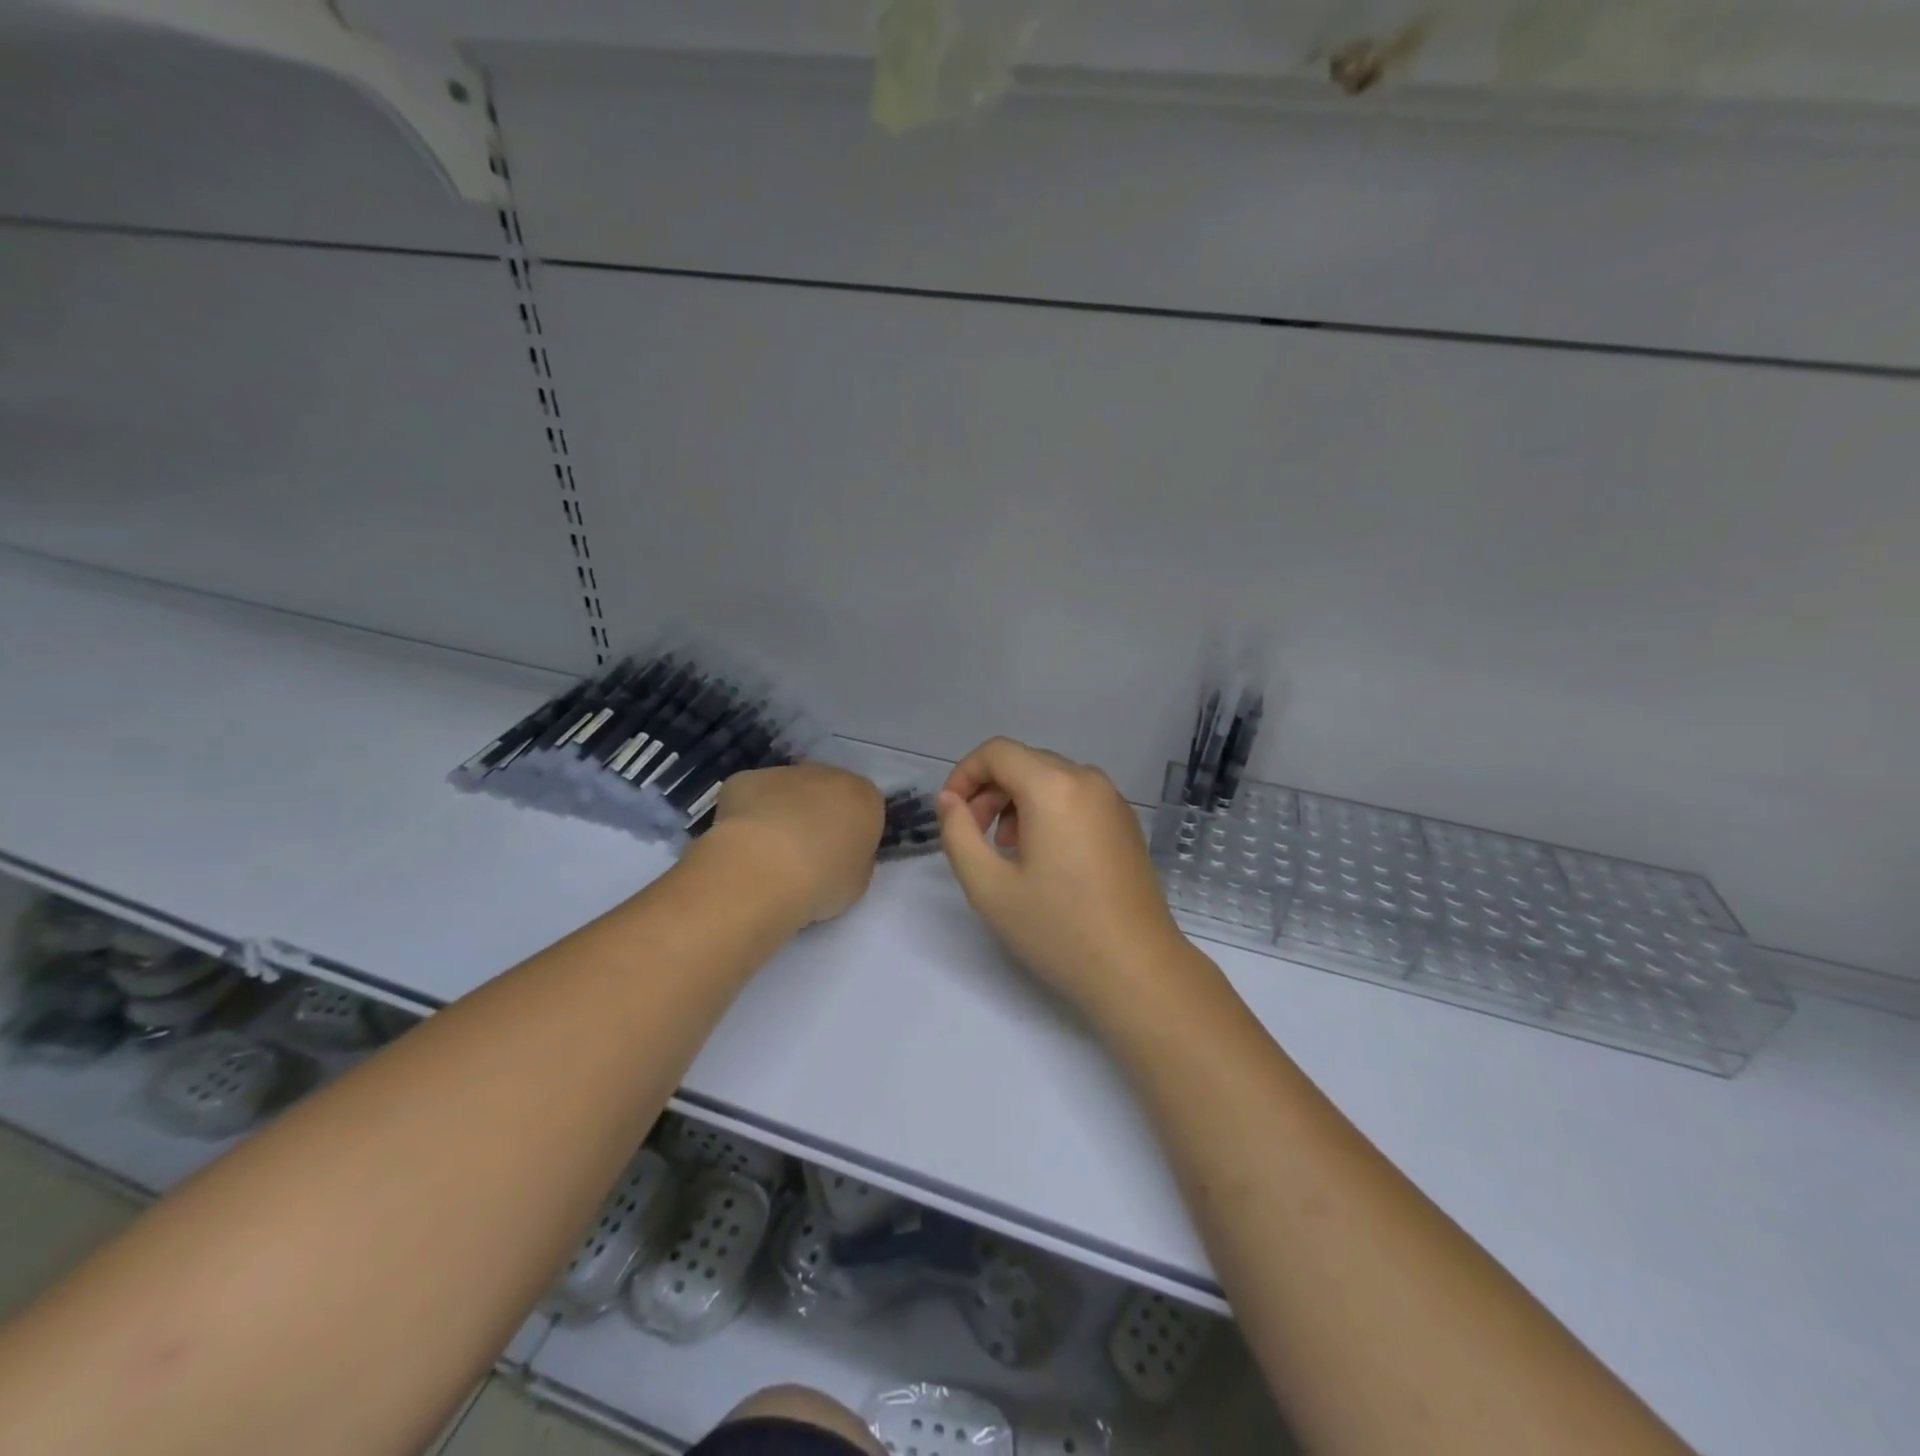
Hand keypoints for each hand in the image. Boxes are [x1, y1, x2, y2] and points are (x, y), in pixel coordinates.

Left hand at [703, 764, 884, 923]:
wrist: (762, 870)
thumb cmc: (821, 880)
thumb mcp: (857, 883)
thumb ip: (855, 862)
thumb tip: (841, 855)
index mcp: (864, 797)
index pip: (866, 809)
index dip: (852, 834)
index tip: (840, 859)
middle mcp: (827, 775)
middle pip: (827, 792)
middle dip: (818, 817)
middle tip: (804, 856)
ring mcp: (783, 772)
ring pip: (787, 791)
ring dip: (783, 813)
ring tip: (768, 854)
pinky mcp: (745, 778)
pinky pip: (752, 796)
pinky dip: (748, 814)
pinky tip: (742, 845)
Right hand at [936, 738, 1191, 1015]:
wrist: (1137, 970)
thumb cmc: (1058, 929)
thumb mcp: (989, 886)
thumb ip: (958, 833)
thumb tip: (949, 799)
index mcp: (1054, 787)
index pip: (997, 752)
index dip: (964, 774)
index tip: (951, 813)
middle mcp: (1088, 781)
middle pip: (1024, 763)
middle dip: (989, 791)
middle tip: (974, 837)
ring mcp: (1113, 801)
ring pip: (1050, 779)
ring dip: (1017, 803)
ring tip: (1006, 851)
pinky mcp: (1125, 823)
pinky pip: (1075, 798)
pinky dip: (1047, 812)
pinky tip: (1043, 858)